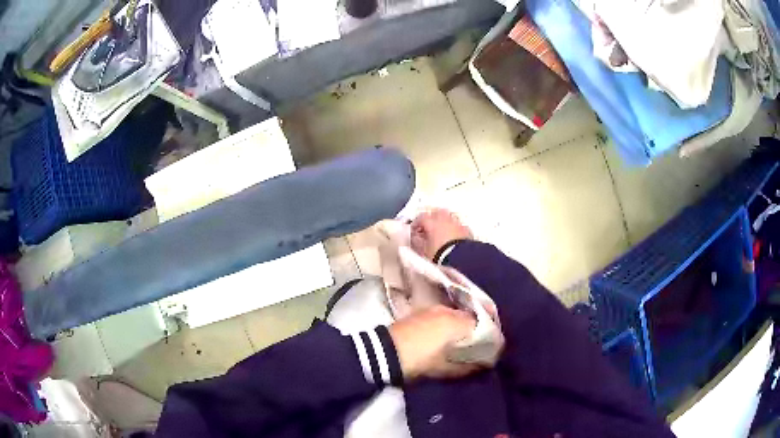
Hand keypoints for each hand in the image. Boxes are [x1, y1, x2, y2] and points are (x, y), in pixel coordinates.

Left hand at [388, 305, 481, 379]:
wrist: (384, 353)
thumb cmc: (418, 360)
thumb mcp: (443, 368)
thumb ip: (467, 367)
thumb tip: (484, 365)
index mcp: (455, 322)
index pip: (481, 323)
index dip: (488, 334)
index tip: (492, 346)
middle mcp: (446, 310)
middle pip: (468, 317)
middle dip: (475, 329)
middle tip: (479, 344)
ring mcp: (431, 309)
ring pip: (454, 315)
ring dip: (460, 326)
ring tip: (462, 341)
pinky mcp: (418, 313)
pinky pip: (441, 315)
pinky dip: (447, 324)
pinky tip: (445, 336)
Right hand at [411, 208, 472, 260]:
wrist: (459, 259)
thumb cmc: (439, 254)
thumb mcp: (424, 250)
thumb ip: (418, 242)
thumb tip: (415, 238)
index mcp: (432, 222)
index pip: (421, 217)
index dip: (417, 223)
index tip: (414, 229)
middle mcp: (444, 219)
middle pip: (436, 212)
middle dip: (431, 218)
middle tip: (428, 227)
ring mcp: (456, 223)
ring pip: (449, 217)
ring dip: (444, 221)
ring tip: (441, 230)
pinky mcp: (465, 230)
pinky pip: (458, 225)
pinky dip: (454, 228)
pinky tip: (453, 235)